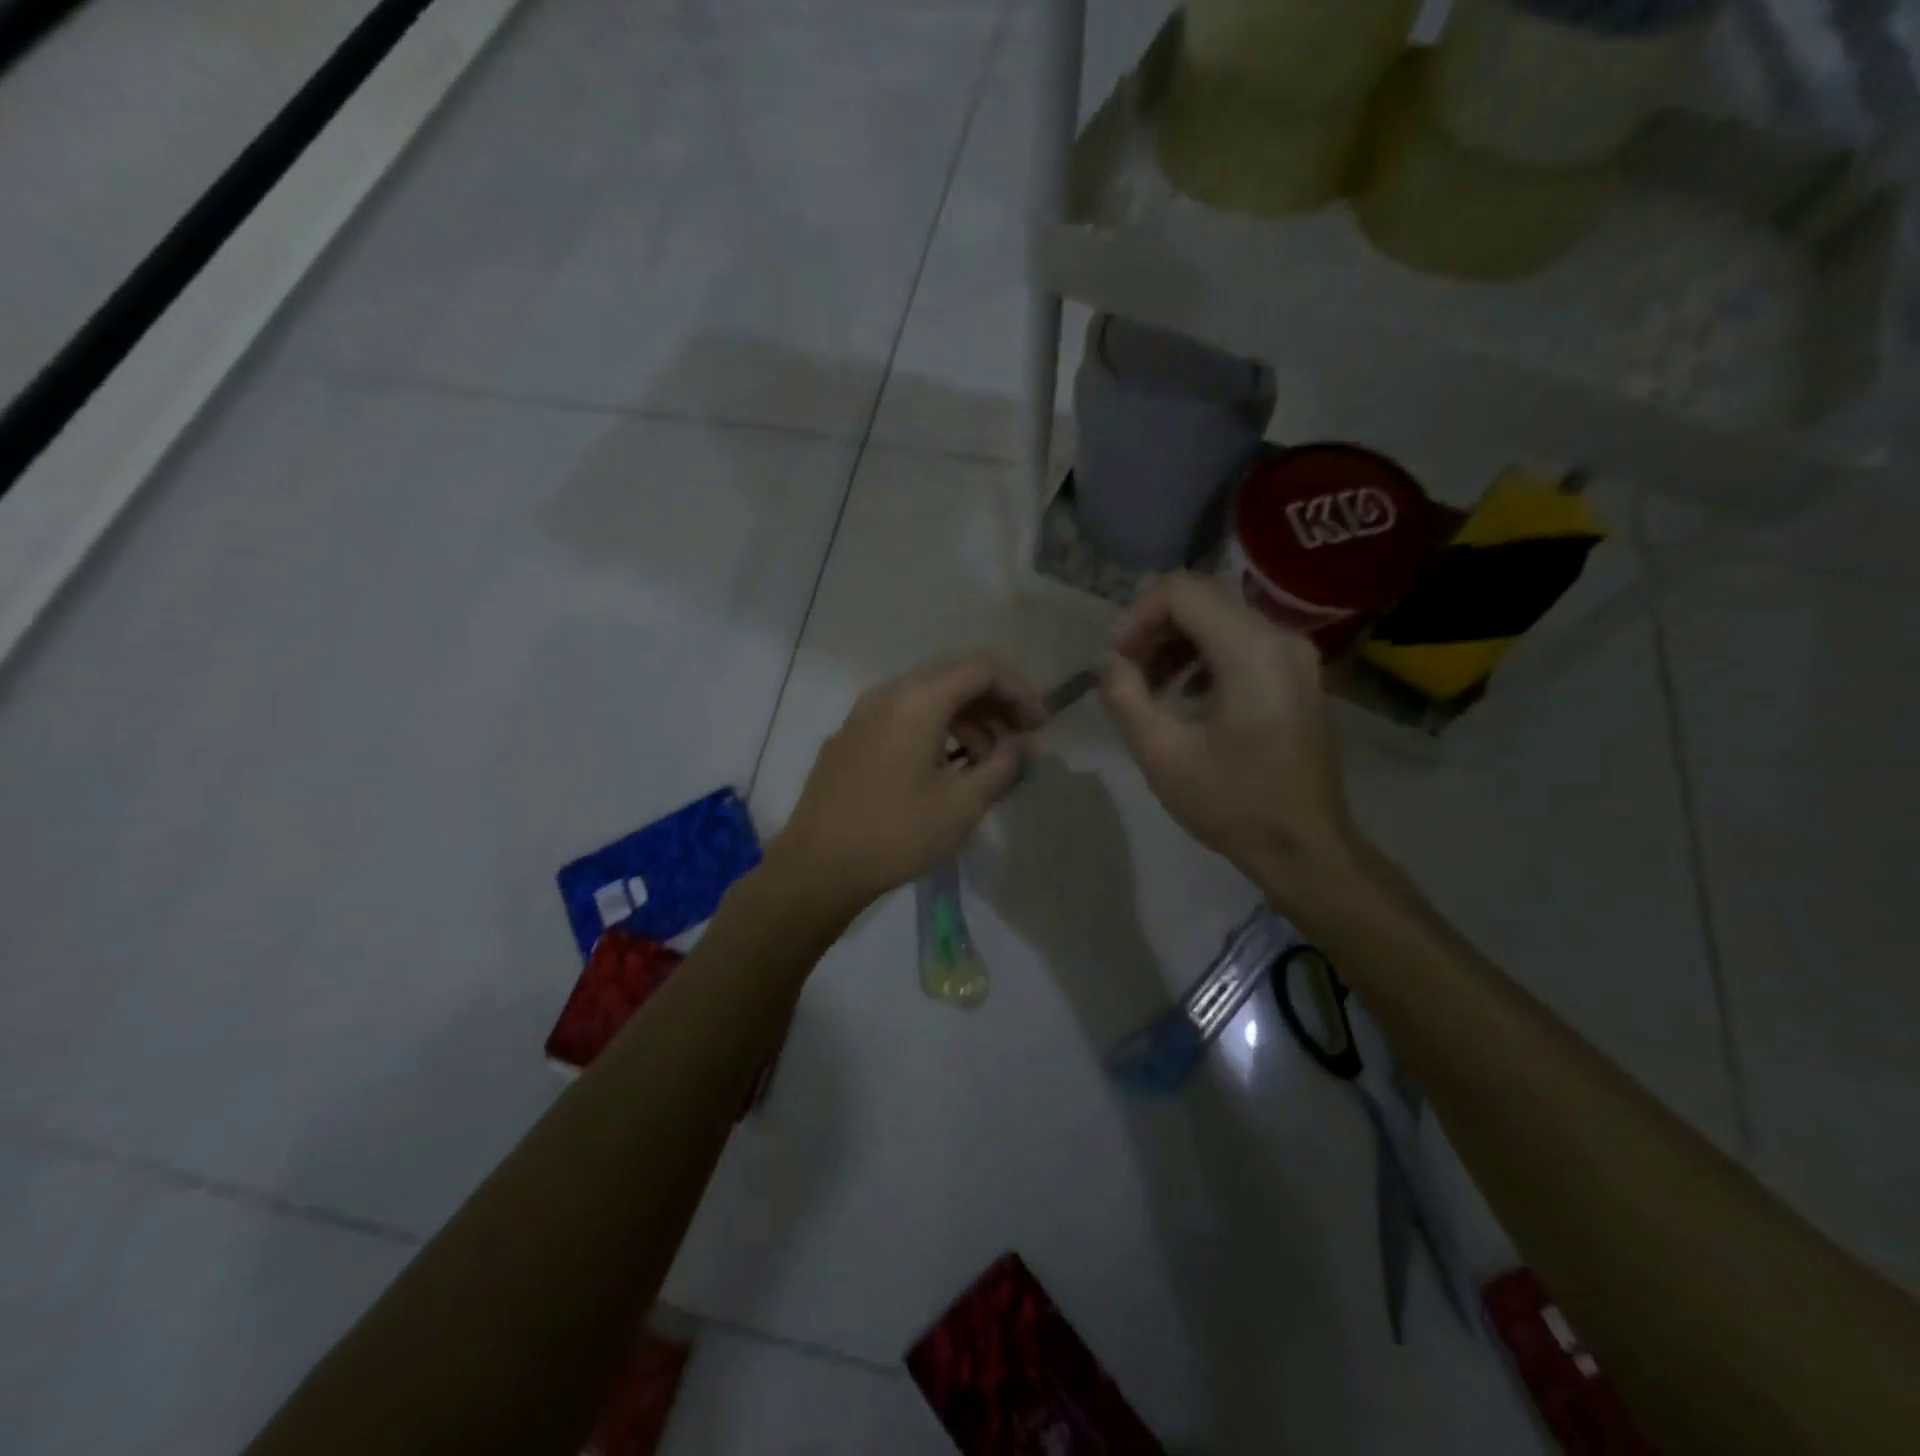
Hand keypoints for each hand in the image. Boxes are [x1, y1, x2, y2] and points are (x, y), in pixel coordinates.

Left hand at [770, 654, 1043, 914]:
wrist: (816, 868)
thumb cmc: (896, 833)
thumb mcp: (963, 804)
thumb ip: (1003, 765)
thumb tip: (1022, 745)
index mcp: (918, 699)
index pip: (982, 669)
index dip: (1020, 691)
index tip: (1041, 726)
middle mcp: (888, 693)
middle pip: (954, 679)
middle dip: (995, 705)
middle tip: (1021, 740)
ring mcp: (862, 714)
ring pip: (927, 699)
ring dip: (966, 721)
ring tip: (988, 763)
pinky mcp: (849, 738)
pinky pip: (902, 718)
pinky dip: (935, 730)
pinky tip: (945, 768)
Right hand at [1101, 574, 1358, 896]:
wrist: (1304, 847)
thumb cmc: (1232, 802)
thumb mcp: (1161, 753)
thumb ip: (1125, 695)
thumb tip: (1111, 663)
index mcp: (1250, 650)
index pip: (1182, 591)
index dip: (1137, 615)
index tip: (1116, 658)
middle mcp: (1280, 638)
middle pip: (1204, 598)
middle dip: (1155, 626)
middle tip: (1126, 669)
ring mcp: (1295, 656)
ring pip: (1223, 618)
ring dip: (1177, 642)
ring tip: (1149, 687)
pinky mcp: (1298, 676)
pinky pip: (1244, 642)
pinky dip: (1205, 655)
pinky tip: (1186, 696)